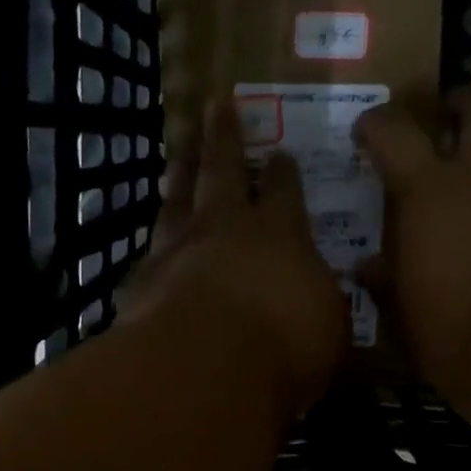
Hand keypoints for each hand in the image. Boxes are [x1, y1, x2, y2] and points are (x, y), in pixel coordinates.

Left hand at [120, 96, 348, 413]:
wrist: (203, 365)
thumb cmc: (283, 344)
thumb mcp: (329, 328)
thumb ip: (322, 305)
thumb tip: (321, 298)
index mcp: (279, 232)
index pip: (283, 189)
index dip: (282, 171)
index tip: (280, 153)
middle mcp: (224, 228)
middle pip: (221, 170)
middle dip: (222, 137)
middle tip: (215, 106)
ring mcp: (176, 249)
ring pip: (176, 198)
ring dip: (180, 172)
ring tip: (179, 153)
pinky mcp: (141, 281)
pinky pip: (148, 252)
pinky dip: (152, 245)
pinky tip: (150, 247)